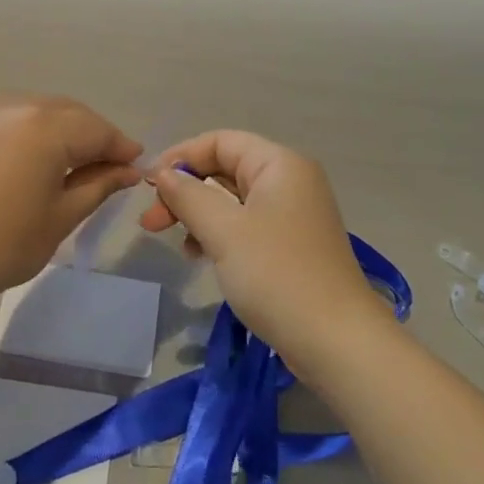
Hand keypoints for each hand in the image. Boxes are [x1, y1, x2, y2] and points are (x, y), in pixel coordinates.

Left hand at [0, 95, 141, 315]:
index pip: (98, 129)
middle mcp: (14, 103)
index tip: (135, 165)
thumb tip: (128, 171)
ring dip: (57, 130)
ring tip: (65, 163)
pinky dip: (23, 131)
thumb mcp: (60, 218)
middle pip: (67, 113)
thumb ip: (99, 185)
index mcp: (45, 126)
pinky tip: (23, 159)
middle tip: (105, 166)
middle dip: (91, 135)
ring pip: (35, 110)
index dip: (120, 147)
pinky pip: (4, 116)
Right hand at [139, 131, 385, 373]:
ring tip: (172, 242)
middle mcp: (290, 181)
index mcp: (280, 165)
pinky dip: (218, 235)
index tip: (147, 186)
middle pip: (225, 170)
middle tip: (150, 222)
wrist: (336, 341)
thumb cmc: (277, 275)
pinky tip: (198, 256)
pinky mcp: (292, 246)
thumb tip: (163, 173)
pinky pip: (246, 226)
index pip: (220, 141)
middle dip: (185, 192)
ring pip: (233, 201)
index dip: (180, 157)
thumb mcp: (224, 231)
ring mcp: (293, 215)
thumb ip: (188, 196)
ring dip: (198, 215)